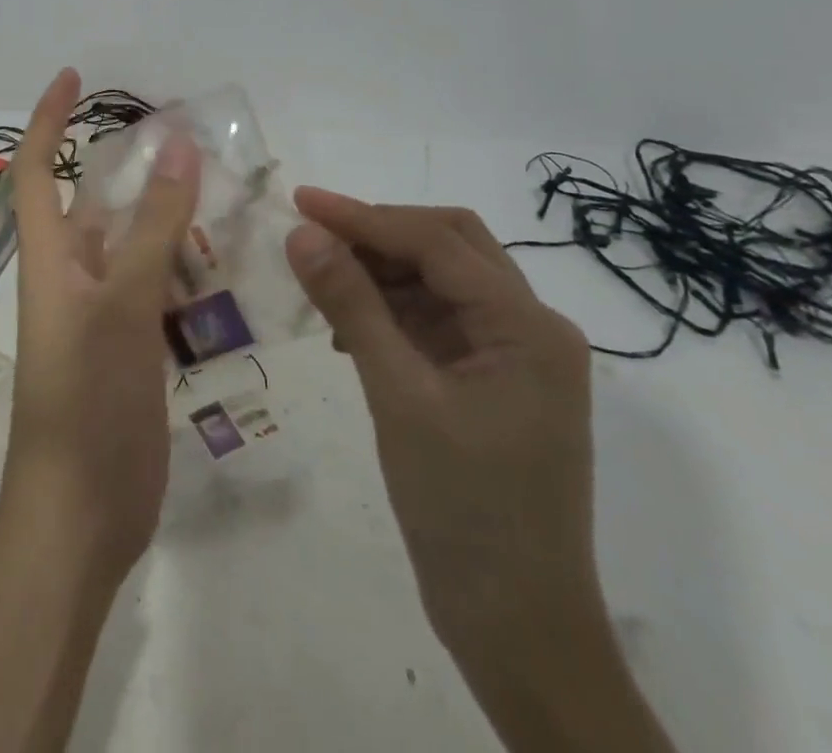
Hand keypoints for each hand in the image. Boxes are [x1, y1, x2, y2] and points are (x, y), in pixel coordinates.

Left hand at [5, 67, 200, 570]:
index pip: (39, 167)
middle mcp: (74, 275)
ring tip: (222, 187)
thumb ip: (152, 226)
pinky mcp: (131, 346)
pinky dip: (185, 265)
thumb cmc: (87, 400)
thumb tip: (177, 144)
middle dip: (134, 164)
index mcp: (52, 257)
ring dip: (168, 215)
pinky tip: (226, 259)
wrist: (81, 515)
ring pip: (136, 243)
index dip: (48, 118)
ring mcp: (104, 313)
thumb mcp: (122, 303)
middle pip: (99, 202)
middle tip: (188, 136)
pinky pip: (158, 287)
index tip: (73, 76)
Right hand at [284, 189, 598, 649]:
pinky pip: (438, 321)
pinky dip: (392, 311)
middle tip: (314, 236)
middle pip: (450, 246)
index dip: (363, 216)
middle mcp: (531, 328)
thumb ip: (351, 306)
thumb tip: (303, 233)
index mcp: (527, 326)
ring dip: (382, 272)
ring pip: (441, 280)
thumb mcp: (398, 397)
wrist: (517, 629)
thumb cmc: (463, 510)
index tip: (300, 201)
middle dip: (379, 233)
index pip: (436, 242)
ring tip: (322, 283)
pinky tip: (348, 331)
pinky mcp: (493, 382)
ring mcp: (515, 357)